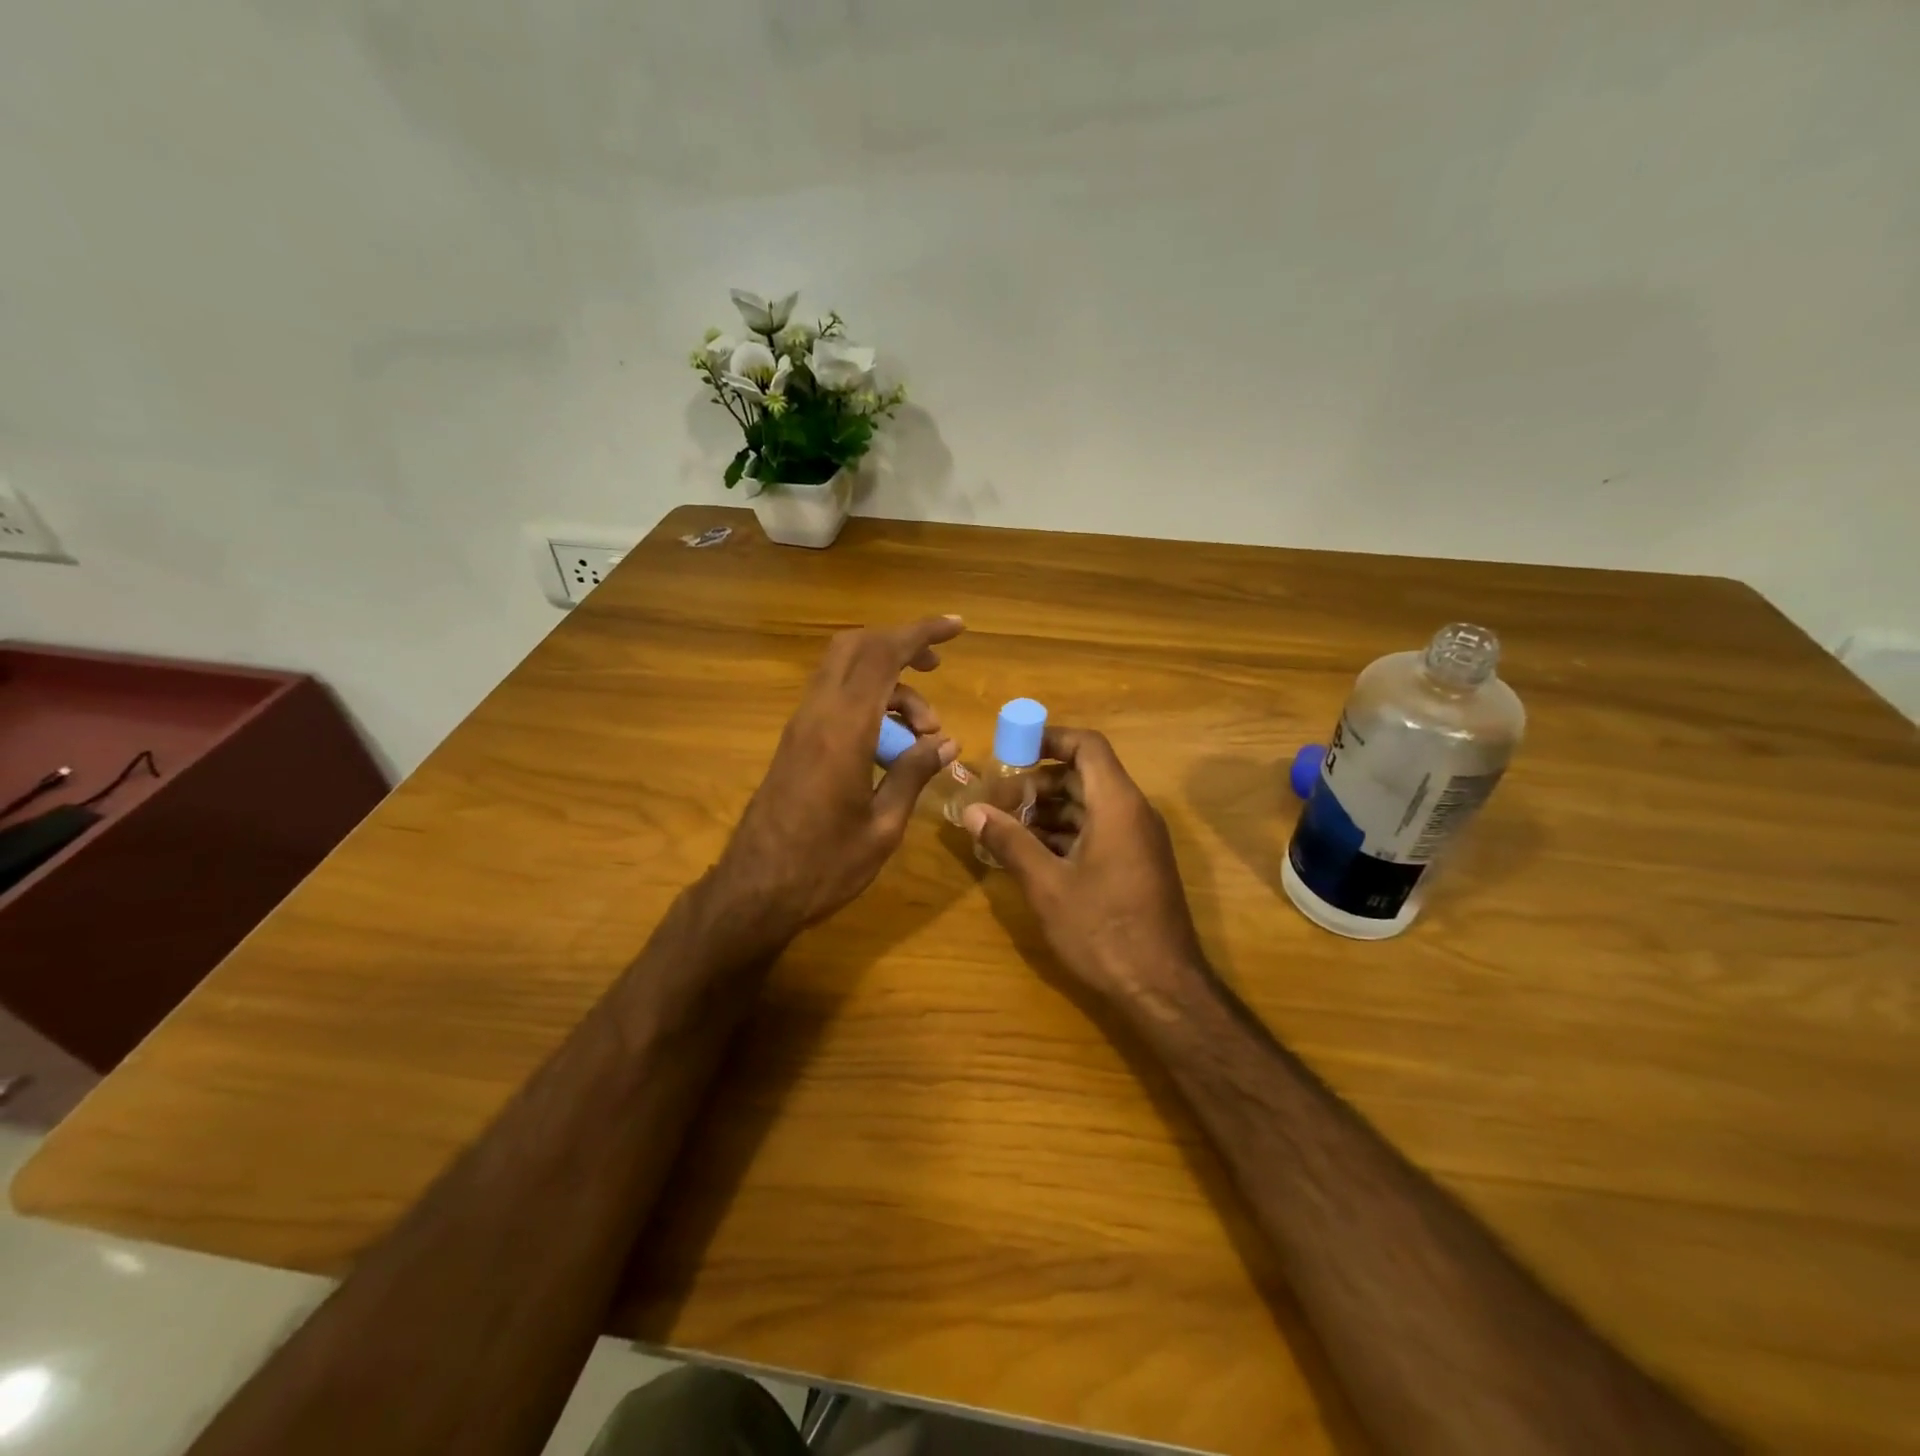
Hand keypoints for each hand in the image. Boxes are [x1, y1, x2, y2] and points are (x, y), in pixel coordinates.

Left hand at [708, 616, 964, 948]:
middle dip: (900, 644)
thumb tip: (945, 742)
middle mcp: (817, 715)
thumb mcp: (883, 827)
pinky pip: (834, 699)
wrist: (754, 892)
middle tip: (936, 669)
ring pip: (844, 672)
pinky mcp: (794, 743)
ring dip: (889, 685)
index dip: (920, 633)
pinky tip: (891, 746)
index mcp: (843, 730)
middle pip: (856, 647)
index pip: (882, 655)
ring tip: (924, 735)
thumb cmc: (824, 867)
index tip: (956, 628)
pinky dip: (868, 702)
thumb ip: (914, 775)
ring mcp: (800, 727)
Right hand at [960, 727, 1205, 1006]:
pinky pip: (1098, 830)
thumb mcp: (1047, 885)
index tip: (1010, 751)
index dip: (1048, 739)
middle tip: (998, 802)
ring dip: (1048, 811)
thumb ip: (1009, 842)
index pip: (1086, 746)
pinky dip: (1065, 833)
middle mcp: (1133, 813)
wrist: (1162, 988)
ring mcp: (1138, 840)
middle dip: (1037, 783)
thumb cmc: (1102, 929)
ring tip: (1006, 829)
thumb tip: (973, 811)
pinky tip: (1032, 855)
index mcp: (1117, 804)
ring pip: (1089, 805)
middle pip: (1083, 775)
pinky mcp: (1137, 864)